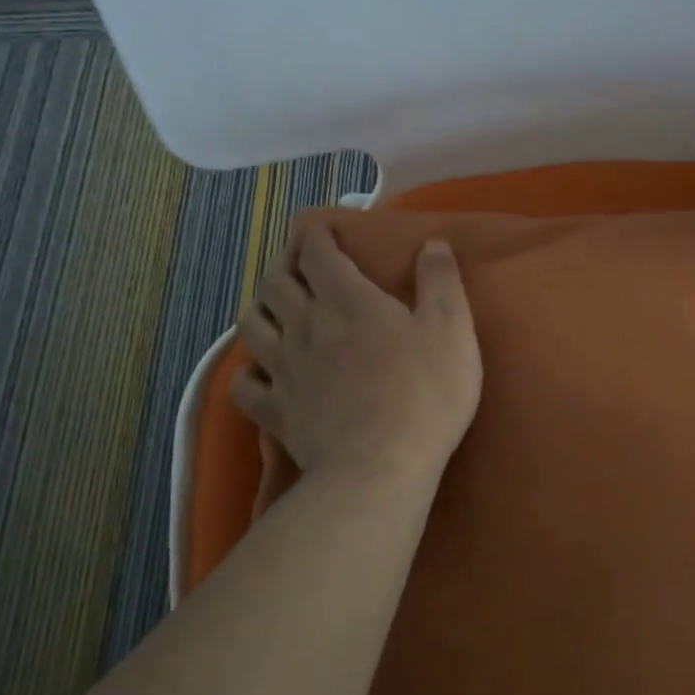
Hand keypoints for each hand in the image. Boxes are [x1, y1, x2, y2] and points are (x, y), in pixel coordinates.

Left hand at [233, 226, 482, 480]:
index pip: (317, 253)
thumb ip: (441, 281)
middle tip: (301, 271)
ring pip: (251, 325)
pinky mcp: (275, 411)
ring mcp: (284, 369)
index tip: (321, 230)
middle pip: (275, 283)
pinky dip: (248, 373)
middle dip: (285, 268)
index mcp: (348, 299)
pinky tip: (262, 373)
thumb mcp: (451, 328)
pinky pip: (243, 385)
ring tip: (277, 314)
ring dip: (261, 311)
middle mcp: (306, 325)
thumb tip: (433, 243)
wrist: (381, 464)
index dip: (316, 235)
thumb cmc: (424, 391)